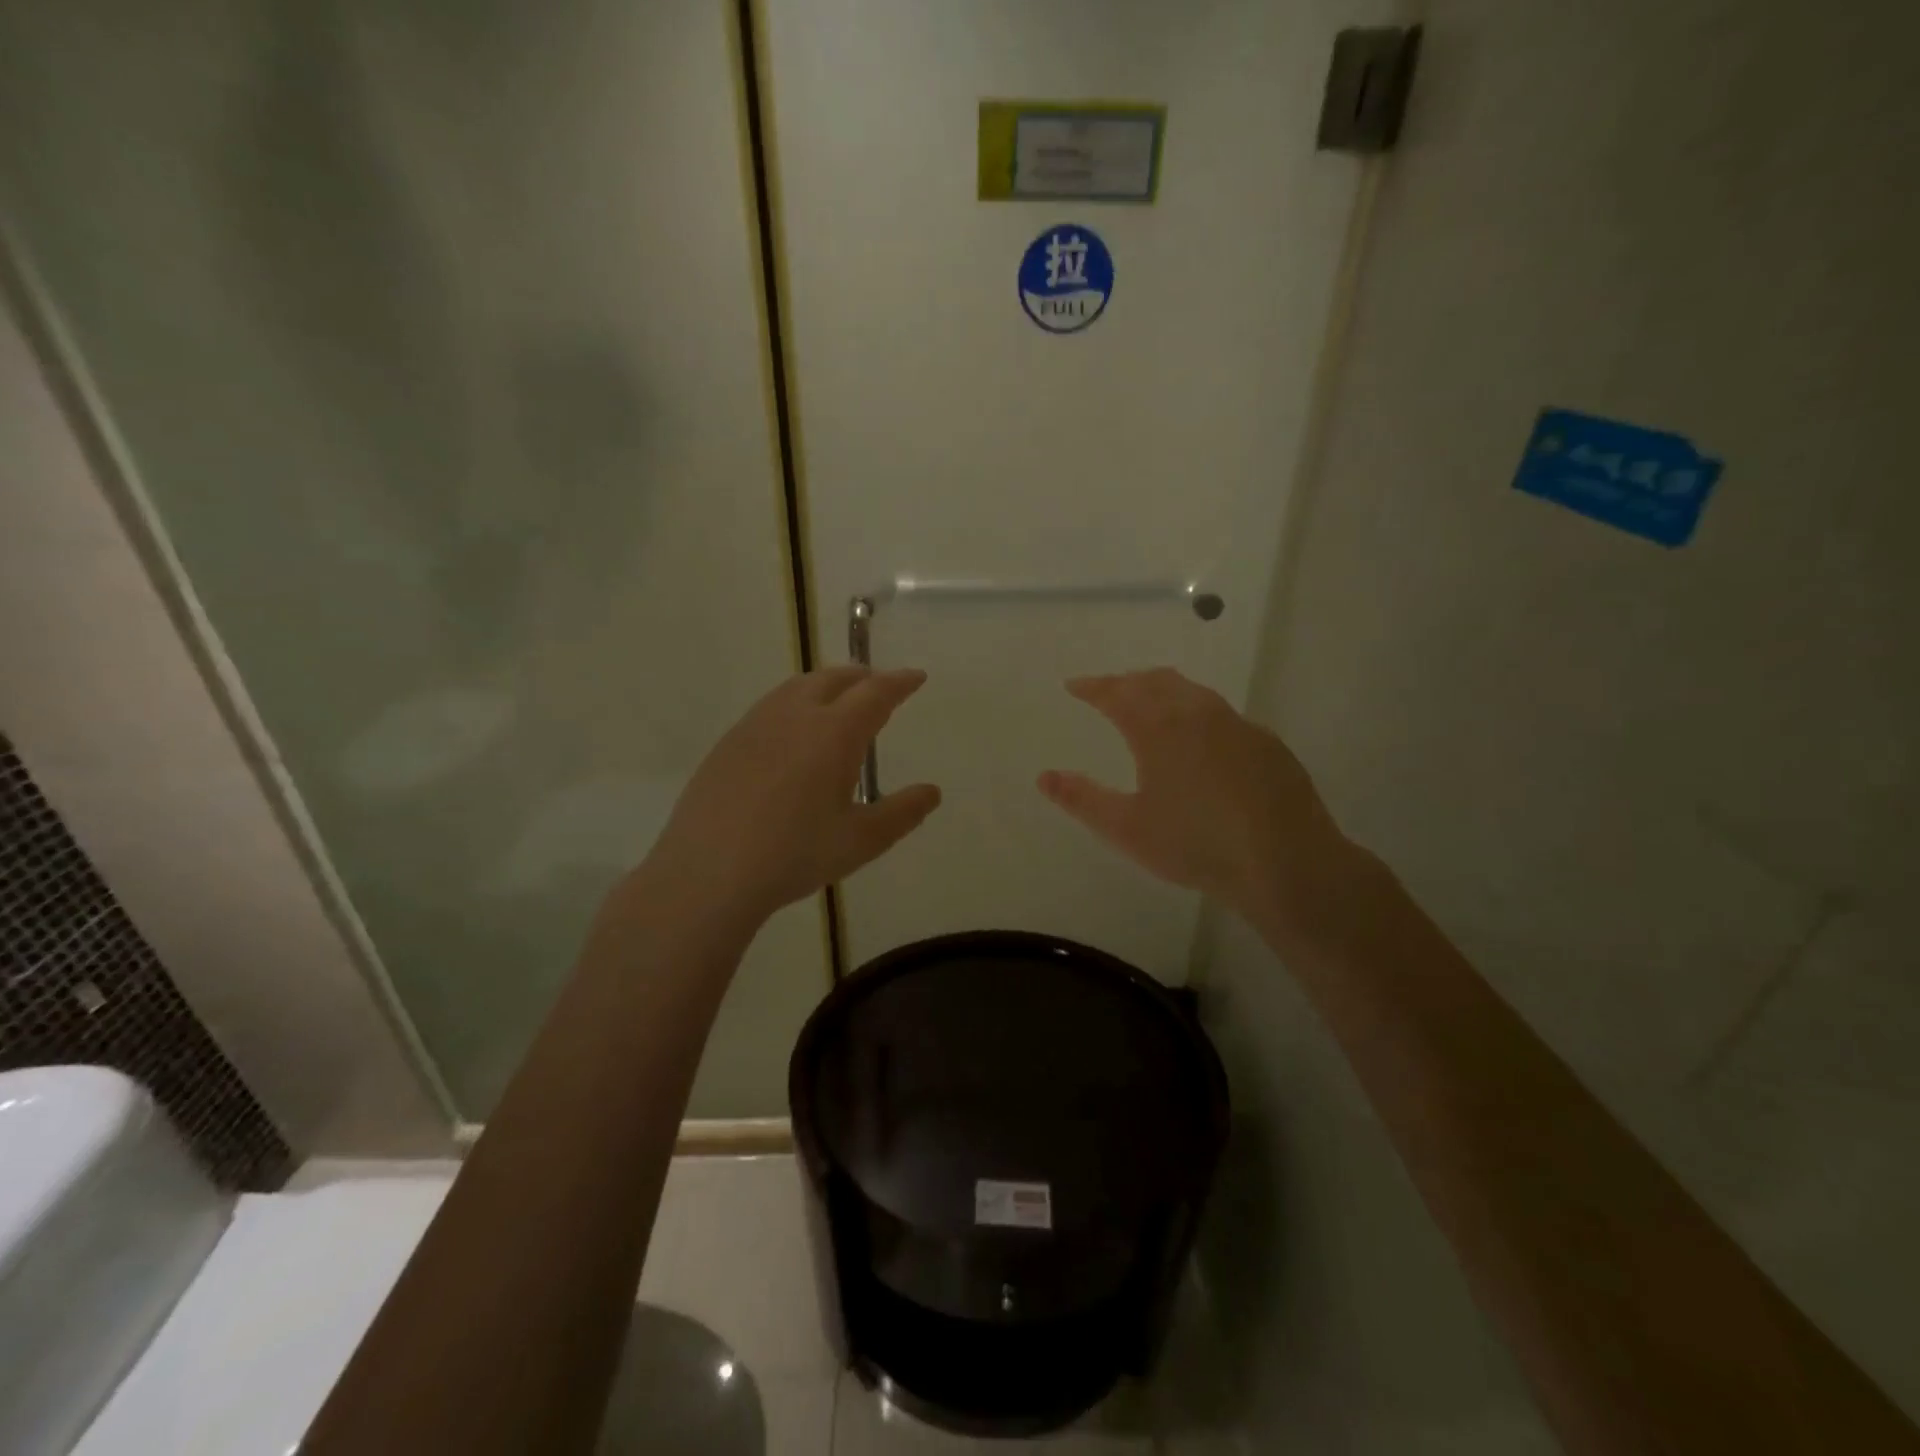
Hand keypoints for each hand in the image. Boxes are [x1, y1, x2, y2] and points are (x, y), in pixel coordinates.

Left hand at [642, 667, 940, 923]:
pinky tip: (794, 732)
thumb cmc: (794, 855)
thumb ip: (902, 813)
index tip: (916, 677)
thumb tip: (932, 792)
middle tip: (881, 687)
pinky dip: (797, 702)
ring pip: (798, 686)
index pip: (875, 693)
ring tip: (840, 701)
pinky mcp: (729, 742)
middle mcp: (795, 716)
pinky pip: (772, 705)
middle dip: (864, 677)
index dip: (900, 682)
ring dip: (828, 684)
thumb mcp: (861, 840)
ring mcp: (756, 725)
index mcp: (834, 733)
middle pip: (835, 678)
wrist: (708, 872)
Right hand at [1038, 668, 1353, 922]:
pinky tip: (1200, 739)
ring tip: (1149, 704)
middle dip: (1127, 682)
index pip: (1117, 693)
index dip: (1092, 687)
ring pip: (1192, 692)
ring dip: (1163, 690)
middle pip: (1155, 681)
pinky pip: (1221, 713)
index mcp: (1159, 727)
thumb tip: (1044, 776)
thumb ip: (1081, 799)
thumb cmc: (1195, 844)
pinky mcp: (1267, 743)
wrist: (1286, 862)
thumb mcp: (1127, 828)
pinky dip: (1196, 712)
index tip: (1074, 685)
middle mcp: (1198, 713)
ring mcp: (1238, 725)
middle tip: (1108, 691)